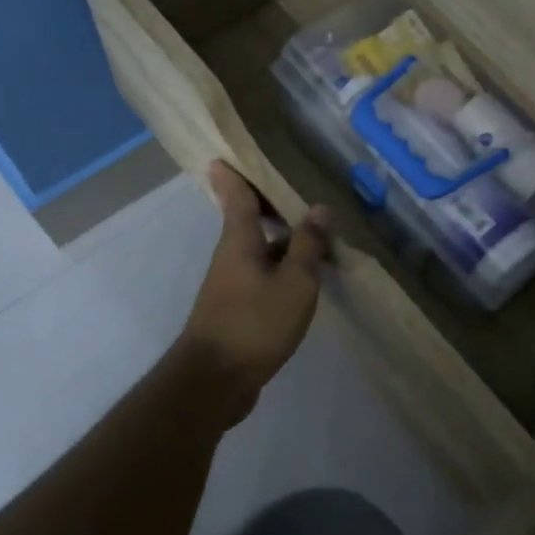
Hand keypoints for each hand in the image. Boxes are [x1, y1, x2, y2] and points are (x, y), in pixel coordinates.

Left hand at [177, 162, 330, 419]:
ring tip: (314, 229)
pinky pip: (263, 275)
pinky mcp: (237, 309)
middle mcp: (231, 256)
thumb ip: (308, 246)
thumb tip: (320, 208)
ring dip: (282, 238)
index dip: (233, 173)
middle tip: (296, 185)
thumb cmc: (255, 323)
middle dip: (268, 203)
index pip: (235, 196)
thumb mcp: (294, 283)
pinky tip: (305, 275)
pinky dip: (282, 266)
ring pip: (259, 250)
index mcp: (239, 240)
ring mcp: (231, 284)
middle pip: (248, 221)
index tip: (225, 153)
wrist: (215, 381)